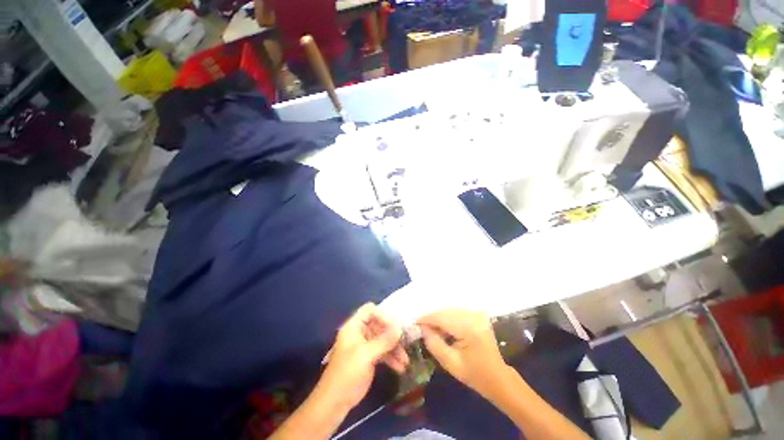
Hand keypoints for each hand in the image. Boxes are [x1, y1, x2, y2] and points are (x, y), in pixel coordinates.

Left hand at [315, 303, 409, 410]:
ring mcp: (365, 345)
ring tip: (405, 360)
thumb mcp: (366, 355)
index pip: (370, 310)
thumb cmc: (348, 373)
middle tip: (405, 342)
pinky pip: (383, 352)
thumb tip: (400, 327)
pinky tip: (401, 367)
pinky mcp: (369, 357)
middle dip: (392, 334)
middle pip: (379, 324)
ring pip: (383, 339)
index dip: (382, 315)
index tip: (395, 326)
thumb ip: (384, 340)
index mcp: (354, 326)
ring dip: (394, 348)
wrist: (335, 402)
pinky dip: (391, 358)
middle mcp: (360, 332)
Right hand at [418, 310, 508, 397]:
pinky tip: (445, 328)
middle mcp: (474, 316)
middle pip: (446, 311)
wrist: (498, 377)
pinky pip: (457, 312)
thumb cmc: (474, 374)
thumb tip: (422, 327)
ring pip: (450, 310)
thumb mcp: (450, 363)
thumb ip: (434, 344)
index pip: (442, 317)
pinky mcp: (478, 315)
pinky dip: (448, 318)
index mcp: (469, 329)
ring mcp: (477, 314)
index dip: (427, 319)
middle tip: (423, 328)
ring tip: (433, 329)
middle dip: (432, 318)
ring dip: (440, 317)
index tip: (415, 323)